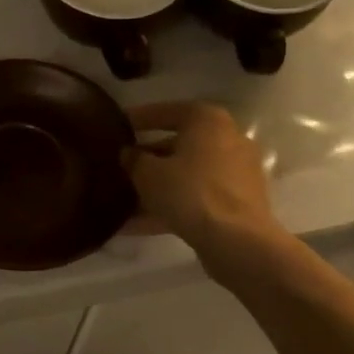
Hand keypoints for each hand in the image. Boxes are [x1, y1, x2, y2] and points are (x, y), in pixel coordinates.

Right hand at [124, 101, 279, 254]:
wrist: (237, 242)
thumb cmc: (190, 192)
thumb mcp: (147, 172)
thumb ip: (133, 158)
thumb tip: (128, 153)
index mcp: (207, 120)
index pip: (166, 111)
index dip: (137, 118)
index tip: (116, 125)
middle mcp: (227, 139)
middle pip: (178, 144)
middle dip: (147, 157)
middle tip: (119, 165)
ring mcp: (236, 173)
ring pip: (186, 174)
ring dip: (157, 186)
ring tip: (123, 199)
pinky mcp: (237, 202)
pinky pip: (196, 197)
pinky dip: (171, 206)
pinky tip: (138, 224)